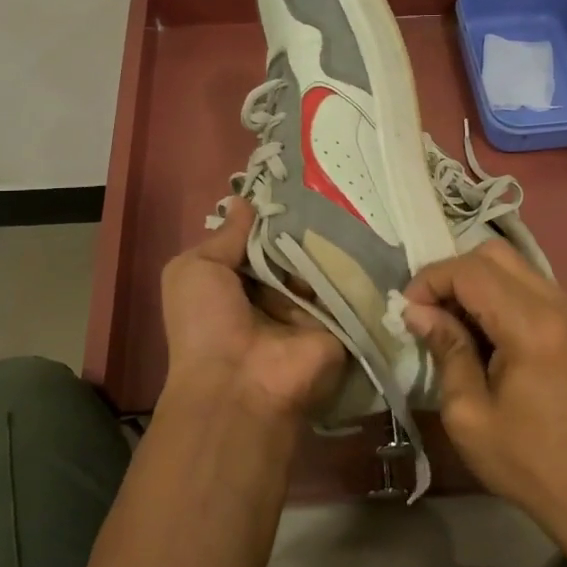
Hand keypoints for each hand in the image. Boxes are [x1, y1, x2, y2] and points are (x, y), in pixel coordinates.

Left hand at [159, 199, 346, 424]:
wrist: (240, 385)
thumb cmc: (206, 324)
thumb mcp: (196, 269)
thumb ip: (225, 236)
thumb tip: (243, 201)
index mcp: (238, 281)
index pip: (260, 238)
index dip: (272, 213)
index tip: (294, 181)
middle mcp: (274, 292)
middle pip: (295, 246)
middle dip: (307, 220)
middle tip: (330, 185)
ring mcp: (310, 306)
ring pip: (323, 260)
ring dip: (333, 236)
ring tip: (352, 200)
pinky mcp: (340, 319)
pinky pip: (350, 282)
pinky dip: (357, 260)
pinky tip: (370, 228)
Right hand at [402, 242, 566, 551]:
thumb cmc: (528, 464)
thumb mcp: (469, 414)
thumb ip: (446, 350)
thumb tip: (418, 312)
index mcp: (532, 327)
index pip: (471, 271)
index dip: (431, 281)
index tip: (408, 310)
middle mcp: (561, 305)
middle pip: (495, 254)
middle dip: (454, 274)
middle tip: (430, 312)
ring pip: (517, 267)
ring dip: (479, 284)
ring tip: (456, 324)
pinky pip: (535, 288)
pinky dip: (504, 297)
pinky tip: (490, 335)